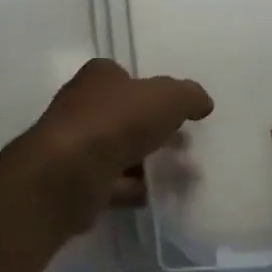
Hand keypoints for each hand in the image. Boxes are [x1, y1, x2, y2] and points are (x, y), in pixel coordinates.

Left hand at [26, 59, 213, 219]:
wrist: (69, 175)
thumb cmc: (117, 123)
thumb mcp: (167, 98)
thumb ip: (189, 96)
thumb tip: (203, 102)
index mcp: (99, 77)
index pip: (126, 77)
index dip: (151, 91)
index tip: (176, 111)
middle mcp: (82, 106)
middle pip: (125, 115)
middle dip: (155, 130)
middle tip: (185, 145)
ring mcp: (76, 145)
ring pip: (120, 151)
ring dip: (148, 162)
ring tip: (181, 176)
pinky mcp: (76, 181)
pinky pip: (113, 182)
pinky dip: (135, 188)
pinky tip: (157, 195)